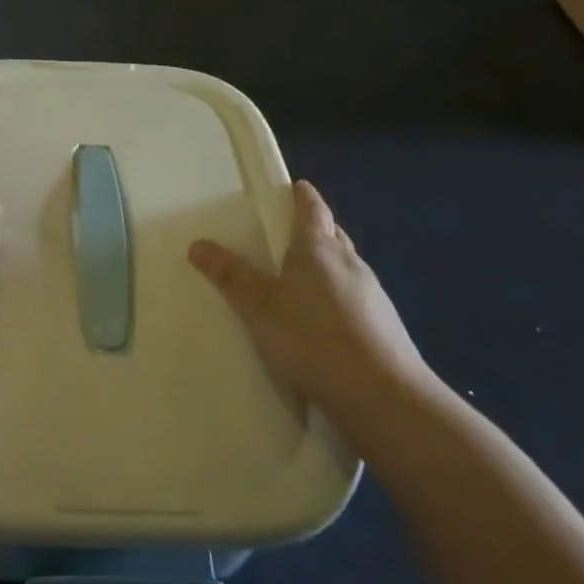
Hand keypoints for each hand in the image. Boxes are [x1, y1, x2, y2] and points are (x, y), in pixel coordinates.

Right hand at [188, 181, 432, 425]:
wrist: (382, 395)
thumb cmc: (313, 339)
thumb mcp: (259, 308)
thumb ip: (231, 276)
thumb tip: (198, 244)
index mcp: (319, 248)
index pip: (312, 208)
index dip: (301, 195)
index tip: (293, 187)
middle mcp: (350, 262)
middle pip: (332, 234)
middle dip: (314, 228)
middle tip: (288, 233)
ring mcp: (373, 293)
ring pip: (345, 265)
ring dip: (326, 264)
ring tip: (300, 278)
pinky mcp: (384, 324)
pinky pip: (355, 296)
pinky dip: (338, 296)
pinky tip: (324, 320)